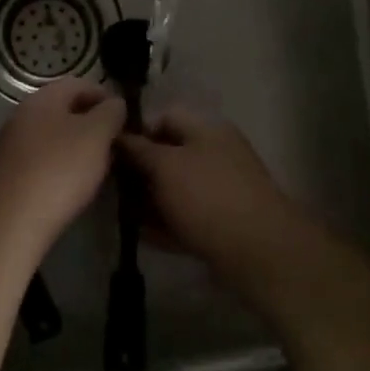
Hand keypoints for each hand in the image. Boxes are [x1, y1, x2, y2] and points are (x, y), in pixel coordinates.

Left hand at [0, 80, 125, 243]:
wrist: (13, 220)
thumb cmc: (60, 168)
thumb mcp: (97, 135)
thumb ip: (111, 113)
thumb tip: (115, 104)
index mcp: (43, 98)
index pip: (79, 84)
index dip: (105, 96)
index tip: (126, 117)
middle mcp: (24, 115)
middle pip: (65, 110)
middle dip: (93, 123)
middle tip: (116, 143)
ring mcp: (15, 145)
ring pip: (55, 136)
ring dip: (79, 146)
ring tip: (102, 166)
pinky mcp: (12, 173)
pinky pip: (45, 160)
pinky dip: (64, 166)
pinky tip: (76, 185)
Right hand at [115, 108, 302, 283]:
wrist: (259, 252)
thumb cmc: (207, 197)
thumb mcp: (165, 166)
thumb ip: (138, 150)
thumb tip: (117, 136)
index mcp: (207, 130)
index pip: (165, 118)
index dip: (136, 131)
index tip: (110, 153)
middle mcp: (216, 154)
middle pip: (169, 155)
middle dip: (140, 172)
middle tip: (113, 189)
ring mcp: (222, 190)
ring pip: (177, 188)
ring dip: (150, 200)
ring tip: (124, 216)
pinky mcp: (224, 223)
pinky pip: (188, 216)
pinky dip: (167, 223)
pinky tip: (145, 236)